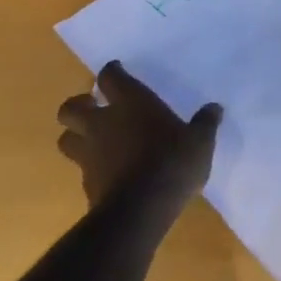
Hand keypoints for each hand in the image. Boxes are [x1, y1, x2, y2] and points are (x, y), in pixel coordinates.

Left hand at [56, 62, 220, 228]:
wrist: (140, 210)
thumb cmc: (172, 162)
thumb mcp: (200, 141)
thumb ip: (205, 123)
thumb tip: (215, 108)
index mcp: (131, 103)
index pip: (110, 77)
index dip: (111, 72)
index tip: (117, 71)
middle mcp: (103, 123)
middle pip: (70, 108)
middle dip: (79, 105)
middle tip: (93, 107)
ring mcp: (90, 154)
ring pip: (66, 139)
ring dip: (75, 136)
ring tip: (91, 139)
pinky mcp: (87, 184)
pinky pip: (80, 169)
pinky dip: (89, 167)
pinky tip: (106, 171)